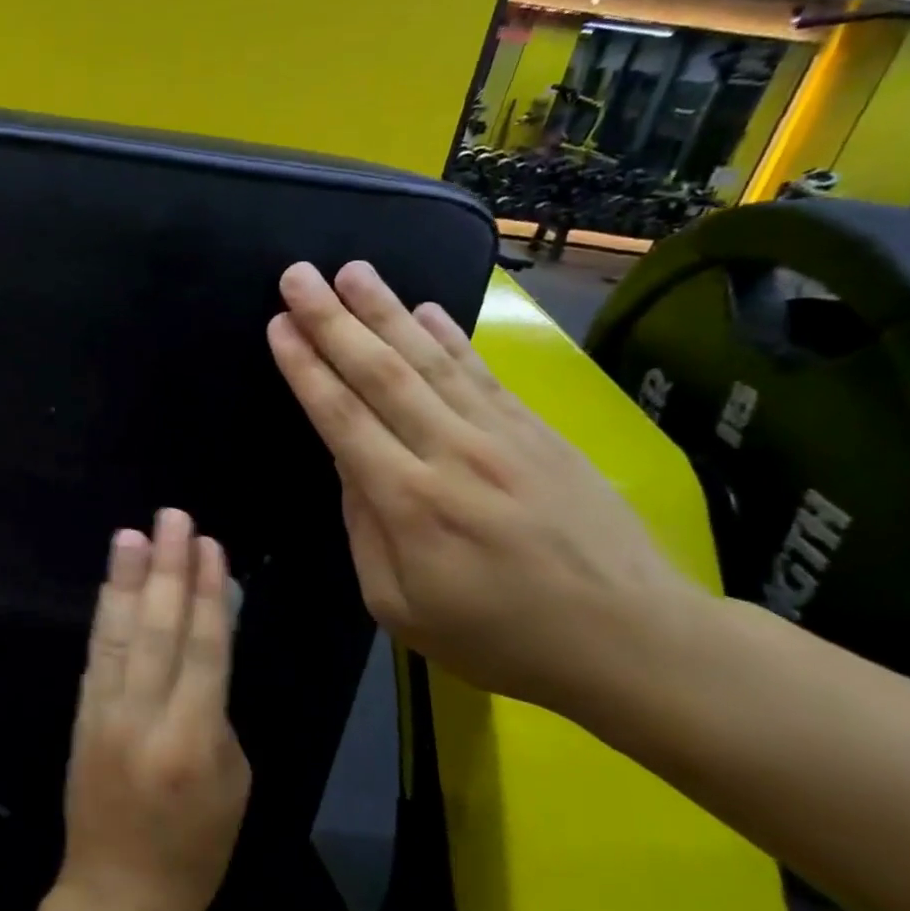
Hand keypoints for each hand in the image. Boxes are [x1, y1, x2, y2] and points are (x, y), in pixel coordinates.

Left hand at [58, 508, 251, 910]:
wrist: (118, 893)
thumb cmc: (195, 848)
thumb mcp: (234, 784)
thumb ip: (218, 714)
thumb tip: (204, 656)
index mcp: (195, 739)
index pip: (205, 649)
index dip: (208, 593)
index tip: (210, 546)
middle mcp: (145, 716)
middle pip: (159, 629)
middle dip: (168, 568)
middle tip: (172, 517)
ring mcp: (105, 713)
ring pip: (119, 634)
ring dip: (127, 580)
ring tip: (132, 535)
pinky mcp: (81, 716)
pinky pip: (97, 656)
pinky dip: (106, 616)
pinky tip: (113, 584)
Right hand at [266, 261, 706, 715]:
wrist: (631, 639)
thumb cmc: (501, 637)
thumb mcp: (401, 609)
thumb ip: (364, 532)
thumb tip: (348, 466)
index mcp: (409, 503)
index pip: (342, 419)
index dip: (306, 368)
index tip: (278, 325)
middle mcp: (451, 453)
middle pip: (380, 373)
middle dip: (332, 320)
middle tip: (298, 274)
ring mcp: (502, 436)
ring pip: (430, 359)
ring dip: (385, 311)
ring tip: (351, 270)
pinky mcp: (540, 432)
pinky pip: (483, 373)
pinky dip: (450, 336)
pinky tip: (425, 307)